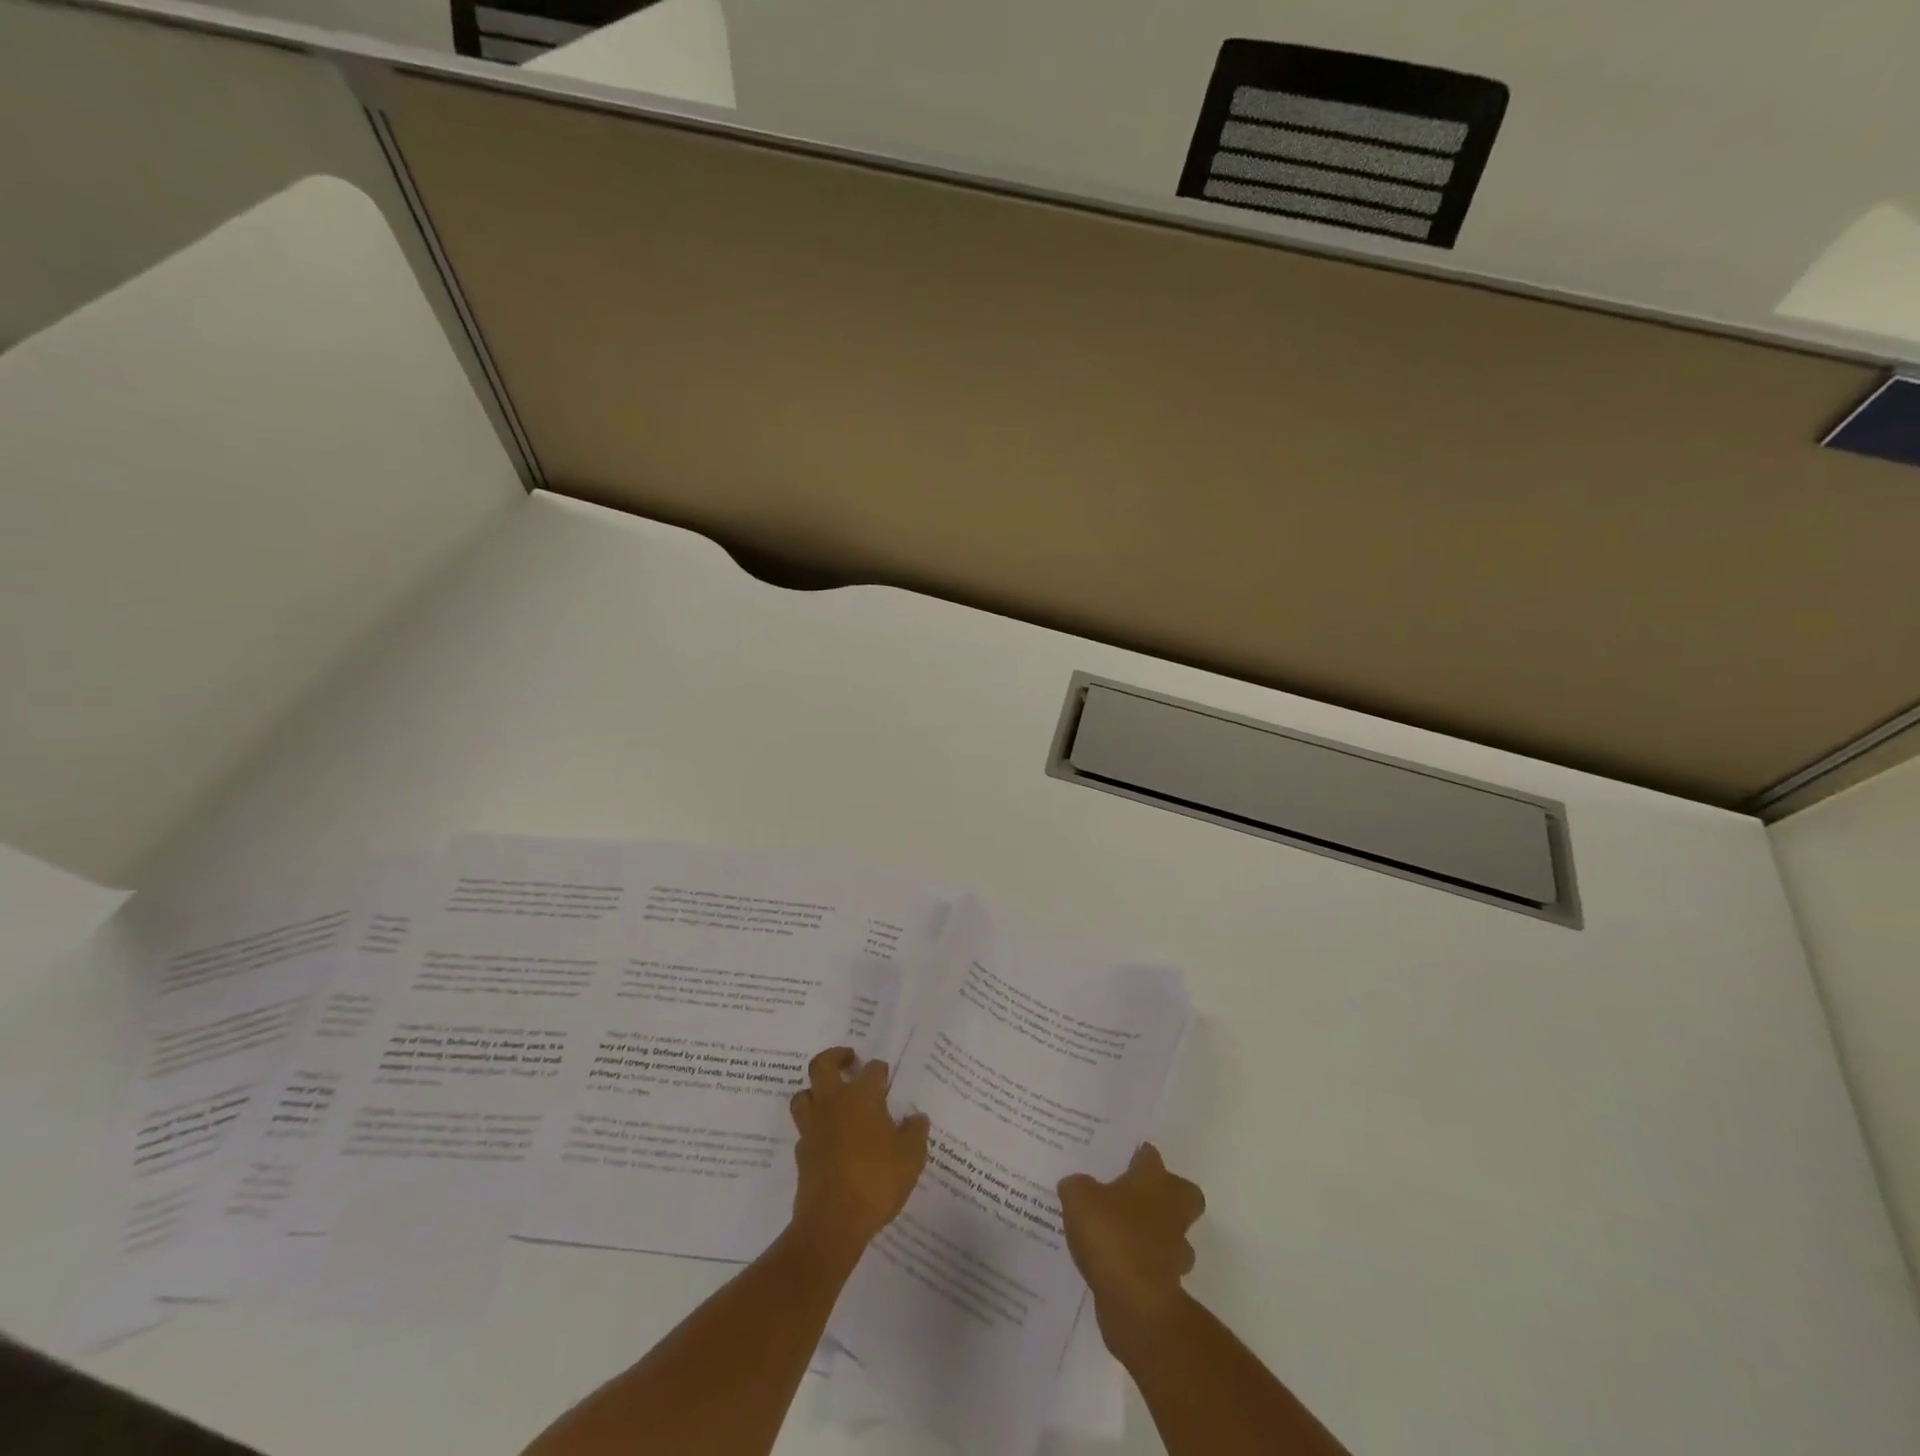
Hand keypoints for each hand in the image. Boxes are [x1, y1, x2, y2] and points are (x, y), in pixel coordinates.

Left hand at [788, 1047, 928, 1256]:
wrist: (834, 1220)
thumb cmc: (877, 1179)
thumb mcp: (911, 1156)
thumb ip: (915, 1132)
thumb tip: (916, 1117)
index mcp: (862, 1096)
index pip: (872, 1070)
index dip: (880, 1071)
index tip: (886, 1077)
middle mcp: (833, 1102)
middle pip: (822, 1065)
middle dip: (835, 1057)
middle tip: (849, 1060)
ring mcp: (813, 1127)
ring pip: (804, 1094)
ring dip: (815, 1090)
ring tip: (830, 1096)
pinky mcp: (801, 1154)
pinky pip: (803, 1129)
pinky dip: (814, 1127)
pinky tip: (827, 1138)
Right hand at [1058, 1143, 1205, 1355]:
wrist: (1136, 1302)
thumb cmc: (1110, 1235)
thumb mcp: (1078, 1199)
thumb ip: (1076, 1186)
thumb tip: (1075, 1185)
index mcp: (1152, 1180)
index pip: (1150, 1156)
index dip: (1138, 1156)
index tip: (1124, 1160)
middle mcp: (1171, 1209)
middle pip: (1184, 1193)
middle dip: (1168, 1195)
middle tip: (1138, 1197)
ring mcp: (1175, 1249)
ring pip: (1175, 1234)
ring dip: (1158, 1234)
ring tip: (1125, 1236)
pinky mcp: (1171, 1284)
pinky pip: (1159, 1266)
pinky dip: (1145, 1266)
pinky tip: (1118, 1267)